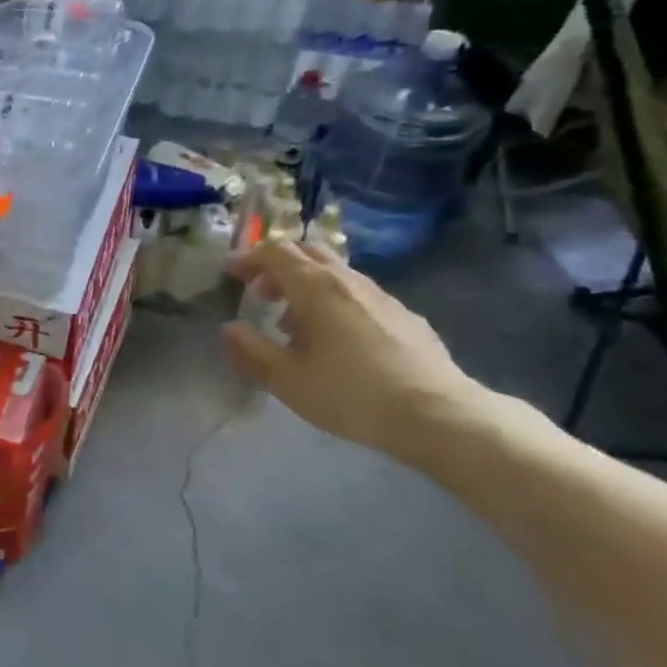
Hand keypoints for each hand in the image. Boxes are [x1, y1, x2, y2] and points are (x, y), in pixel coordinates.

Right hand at [224, 236, 481, 460]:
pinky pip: (358, 295)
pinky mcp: (404, 316)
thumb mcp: (287, 380)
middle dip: (277, 266)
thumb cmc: (350, 394)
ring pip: (335, 273)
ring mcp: (382, 296)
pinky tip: (336, 342)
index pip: (276, 252)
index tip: (230, 275)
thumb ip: (252, 351)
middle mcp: (349, 281)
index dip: (248, 258)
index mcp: (316, 288)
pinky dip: (334, 303)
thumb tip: (231, 329)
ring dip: (305, 287)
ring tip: (292, 325)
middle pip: (308, 252)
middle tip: (260, 294)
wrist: (436, 415)